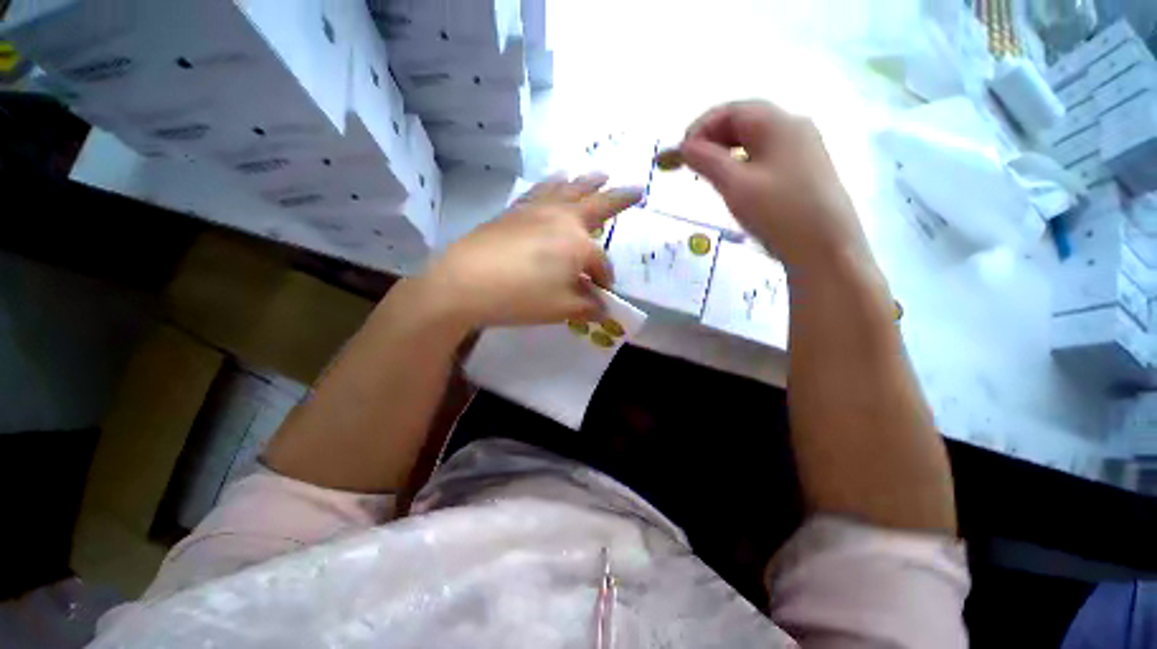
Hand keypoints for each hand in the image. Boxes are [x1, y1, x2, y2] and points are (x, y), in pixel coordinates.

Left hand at [422, 174, 641, 327]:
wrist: (465, 283)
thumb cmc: (520, 297)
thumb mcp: (561, 308)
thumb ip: (587, 307)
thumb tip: (603, 309)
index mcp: (577, 244)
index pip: (600, 263)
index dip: (604, 279)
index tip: (602, 294)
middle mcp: (562, 219)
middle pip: (597, 205)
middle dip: (619, 199)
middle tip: (637, 189)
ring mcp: (537, 209)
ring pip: (569, 189)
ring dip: (588, 182)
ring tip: (600, 173)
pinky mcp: (515, 209)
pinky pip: (540, 190)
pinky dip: (553, 182)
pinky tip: (557, 178)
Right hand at [679, 100, 870, 269]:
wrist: (826, 250)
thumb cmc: (779, 213)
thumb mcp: (735, 185)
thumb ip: (706, 160)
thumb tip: (683, 147)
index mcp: (778, 123)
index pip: (730, 111)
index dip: (700, 128)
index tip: (679, 154)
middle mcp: (793, 127)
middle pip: (743, 122)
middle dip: (710, 140)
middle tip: (687, 165)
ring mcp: (803, 149)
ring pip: (753, 141)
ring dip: (724, 153)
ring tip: (704, 175)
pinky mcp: (805, 170)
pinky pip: (765, 157)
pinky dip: (741, 164)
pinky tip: (733, 183)